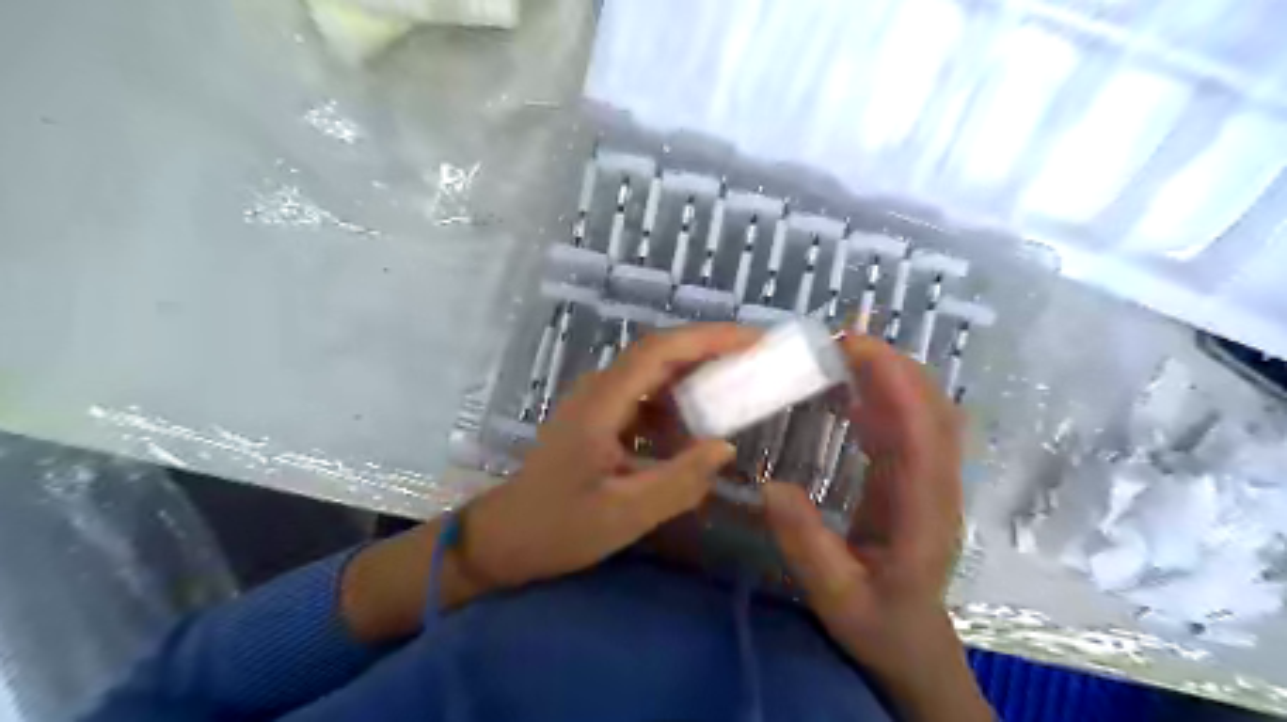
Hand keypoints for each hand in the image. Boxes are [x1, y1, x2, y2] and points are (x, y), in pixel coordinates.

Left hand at [348, 324, 755, 640]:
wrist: (504, 538)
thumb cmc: (559, 527)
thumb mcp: (624, 513)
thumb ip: (679, 481)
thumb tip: (725, 447)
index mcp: (602, 404)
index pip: (660, 351)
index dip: (708, 338)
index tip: (753, 340)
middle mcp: (598, 390)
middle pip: (659, 353)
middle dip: (710, 349)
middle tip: (757, 357)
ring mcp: (596, 403)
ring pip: (653, 374)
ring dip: (696, 375)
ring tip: (737, 386)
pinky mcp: (598, 419)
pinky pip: (645, 399)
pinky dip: (677, 404)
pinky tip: (695, 429)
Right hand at [763, 335, 988, 718]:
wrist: (913, 646)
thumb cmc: (879, 625)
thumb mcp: (835, 595)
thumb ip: (806, 544)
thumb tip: (769, 484)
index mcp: (925, 514)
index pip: (924, 435)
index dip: (896, 385)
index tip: (855, 350)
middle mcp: (937, 488)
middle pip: (934, 410)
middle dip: (894, 366)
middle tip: (841, 341)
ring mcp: (930, 481)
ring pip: (926, 413)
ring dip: (891, 377)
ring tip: (843, 354)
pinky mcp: (915, 481)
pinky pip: (908, 429)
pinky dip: (883, 400)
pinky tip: (849, 392)